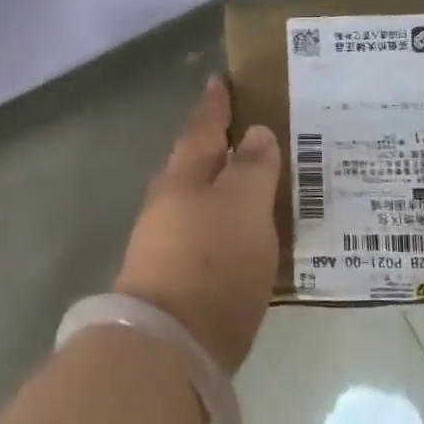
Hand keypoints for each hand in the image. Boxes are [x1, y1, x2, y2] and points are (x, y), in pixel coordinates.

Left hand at [115, 75, 281, 374]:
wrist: (170, 343)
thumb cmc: (211, 260)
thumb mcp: (243, 205)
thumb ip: (252, 167)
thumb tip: (255, 134)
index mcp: (184, 175)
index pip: (202, 127)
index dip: (215, 104)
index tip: (220, 80)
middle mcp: (170, 202)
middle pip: (194, 162)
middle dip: (216, 145)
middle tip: (249, 131)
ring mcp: (167, 241)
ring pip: (199, 200)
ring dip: (222, 186)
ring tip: (256, 181)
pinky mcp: (177, 278)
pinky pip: (206, 234)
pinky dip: (226, 224)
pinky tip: (246, 234)